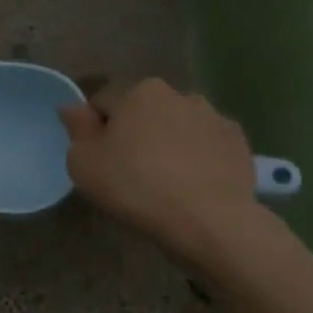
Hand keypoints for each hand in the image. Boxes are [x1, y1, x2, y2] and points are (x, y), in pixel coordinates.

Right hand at [58, 77, 263, 268]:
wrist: (207, 220)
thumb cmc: (134, 186)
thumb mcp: (83, 162)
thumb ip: (77, 128)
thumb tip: (73, 107)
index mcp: (139, 92)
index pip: (103, 101)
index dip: (94, 129)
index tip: (96, 158)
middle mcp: (179, 94)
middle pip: (143, 111)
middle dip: (134, 132)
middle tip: (127, 171)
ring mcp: (214, 117)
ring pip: (177, 127)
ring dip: (167, 143)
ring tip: (163, 181)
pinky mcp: (238, 143)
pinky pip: (205, 146)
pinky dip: (196, 159)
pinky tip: (189, 186)